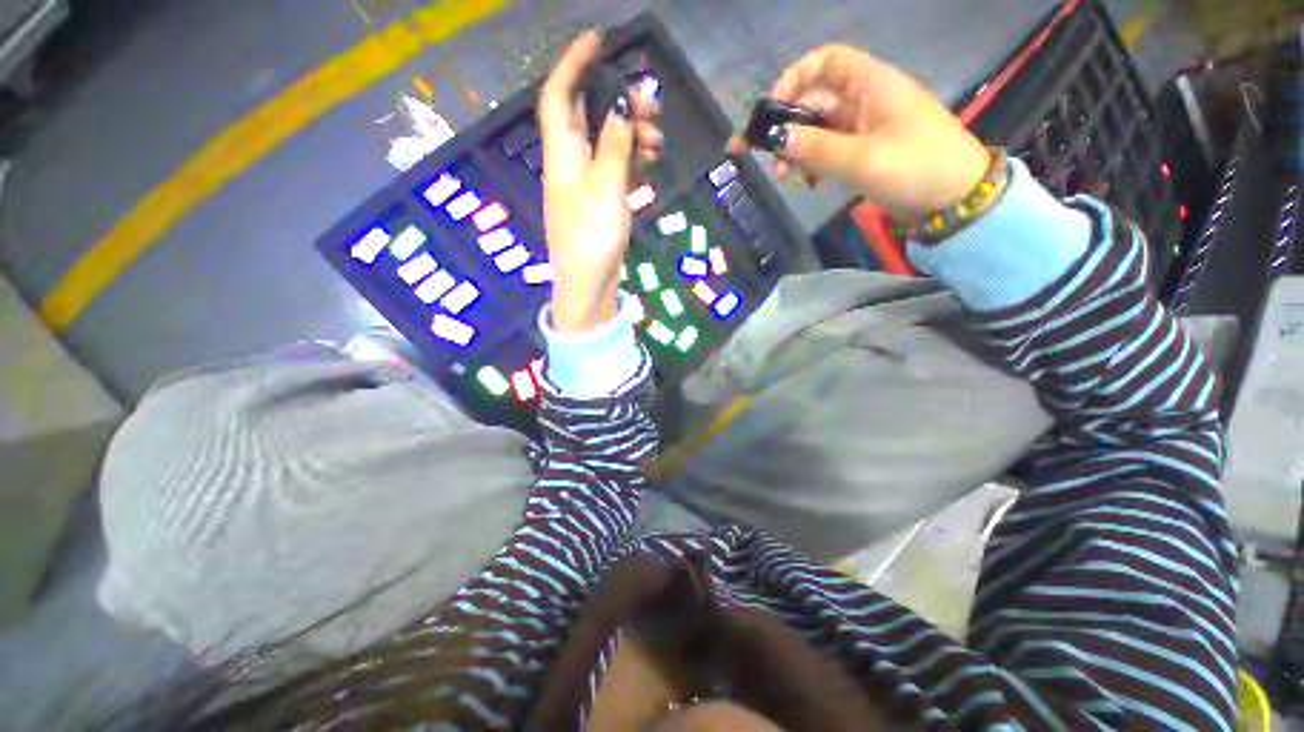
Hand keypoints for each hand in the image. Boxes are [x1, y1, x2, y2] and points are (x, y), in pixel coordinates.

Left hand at [539, 32, 661, 332]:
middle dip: (617, 101)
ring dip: (631, 134)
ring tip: (657, 139)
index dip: (572, 65)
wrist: (589, 283)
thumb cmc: (591, 237)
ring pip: (607, 143)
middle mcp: (571, 163)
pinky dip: (633, 159)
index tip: (597, 40)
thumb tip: (621, 110)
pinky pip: (617, 168)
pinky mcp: (603, 201)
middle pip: (589, 118)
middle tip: (650, 104)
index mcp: (562, 154)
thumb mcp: (605, 188)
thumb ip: (614, 147)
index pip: (558, 97)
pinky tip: (650, 158)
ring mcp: (588, 183)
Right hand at [730, 45, 988, 220]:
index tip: (771, 109)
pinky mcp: (862, 152)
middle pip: (814, 101)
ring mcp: (862, 128)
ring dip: (796, 151)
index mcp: (870, 84)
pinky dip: (813, 165)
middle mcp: (863, 100)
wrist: (953, 197)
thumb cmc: (915, 167)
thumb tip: (777, 139)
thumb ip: (816, 148)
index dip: (795, 78)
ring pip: (817, 130)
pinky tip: (807, 184)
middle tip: (763, 157)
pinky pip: (828, 151)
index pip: (826, 62)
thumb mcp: (863, 159)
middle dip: (787, 127)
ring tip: (784, 178)